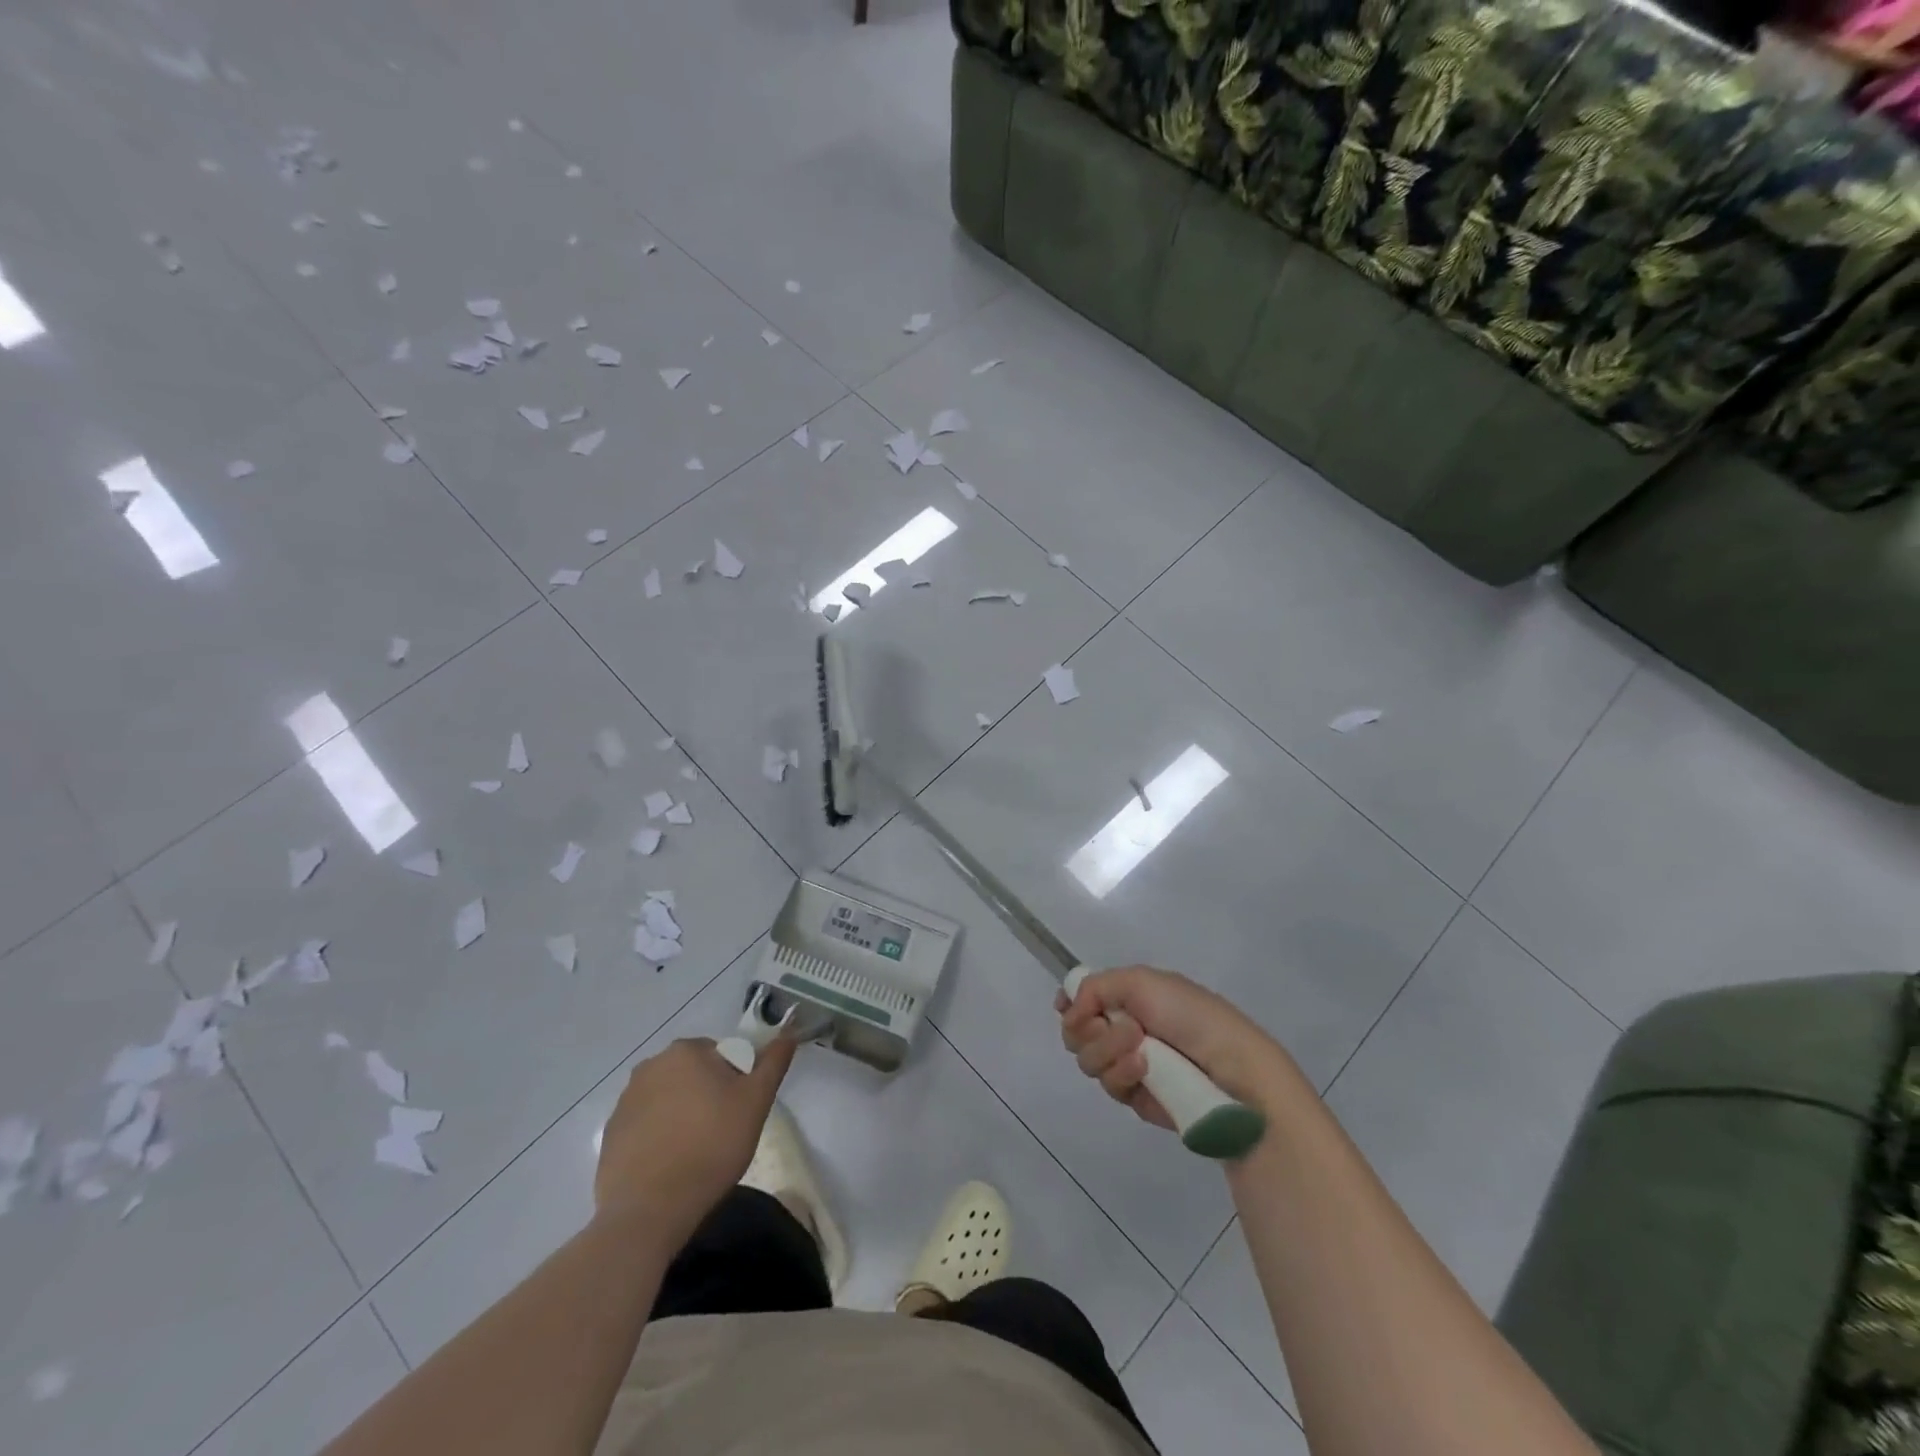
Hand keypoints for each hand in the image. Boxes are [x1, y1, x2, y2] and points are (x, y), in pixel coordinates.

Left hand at [594, 1035, 795, 1238]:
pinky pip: (645, 1125)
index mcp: (686, 1051)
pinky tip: (669, 1165)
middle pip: (693, 1074)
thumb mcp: (756, 1102)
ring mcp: (625, 1100)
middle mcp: (650, 1066)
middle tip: (722, 1132)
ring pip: (668, 1098)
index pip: (722, 1054)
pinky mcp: (610, 1134)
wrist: (649, 1211)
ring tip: (694, 1152)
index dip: (736, 1081)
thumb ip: (773, 1063)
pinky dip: (659, 1136)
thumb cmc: (710, 1147)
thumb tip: (788, 1032)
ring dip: (682, 1114)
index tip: (739, 1111)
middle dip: (707, 1095)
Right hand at [1057, 966, 1286, 1129]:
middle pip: (1076, 1031)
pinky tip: (1145, 1070)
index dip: (1070, 1003)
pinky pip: (1109, 1085)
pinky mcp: (1137, 1098)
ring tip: (1140, 1049)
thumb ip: (1095, 986)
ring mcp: (1130, 1065)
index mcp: (1130, 996)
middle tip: (1116, 1026)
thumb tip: (1070, 1008)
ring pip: (1088, 1059)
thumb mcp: (1141, 981)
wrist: (1232, 1070)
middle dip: (1088, 1028)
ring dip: (1108, 1049)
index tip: (1068, 1007)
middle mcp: (1125, 1028)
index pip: (1083, 998)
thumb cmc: (1190, 1015)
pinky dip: (1123, 1074)